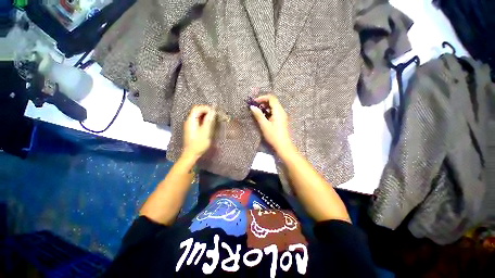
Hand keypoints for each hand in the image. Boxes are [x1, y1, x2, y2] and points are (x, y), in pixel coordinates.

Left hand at [183, 105, 215, 159]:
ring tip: (213, 120)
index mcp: (191, 120)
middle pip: (197, 111)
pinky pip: (198, 121)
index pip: (197, 108)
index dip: (206, 108)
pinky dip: (204, 120)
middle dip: (207, 111)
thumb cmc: (199, 143)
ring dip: (206, 116)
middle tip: (215, 116)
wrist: (191, 154)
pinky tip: (209, 125)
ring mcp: (190, 125)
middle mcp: (189, 121)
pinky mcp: (192, 129)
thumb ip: (209, 120)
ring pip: (198, 116)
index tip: (214, 113)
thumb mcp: (206, 131)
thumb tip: (213, 110)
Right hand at [249, 94, 293, 152]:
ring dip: (265, 108)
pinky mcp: (282, 120)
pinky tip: (264, 118)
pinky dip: (268, 112)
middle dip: (263, 102)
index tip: (254, 102)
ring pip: (274, 107)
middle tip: (255, 107)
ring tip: (258, 112)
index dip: (262, 98)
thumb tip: (252, 107)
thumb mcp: (264, 125)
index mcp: (278, 111)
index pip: (271, 98)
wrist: (283, 146)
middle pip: (273, 101)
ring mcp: (283, 116)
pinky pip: (275, 112)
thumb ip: (258, 115)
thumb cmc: (273, 135)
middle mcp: (282, 111)